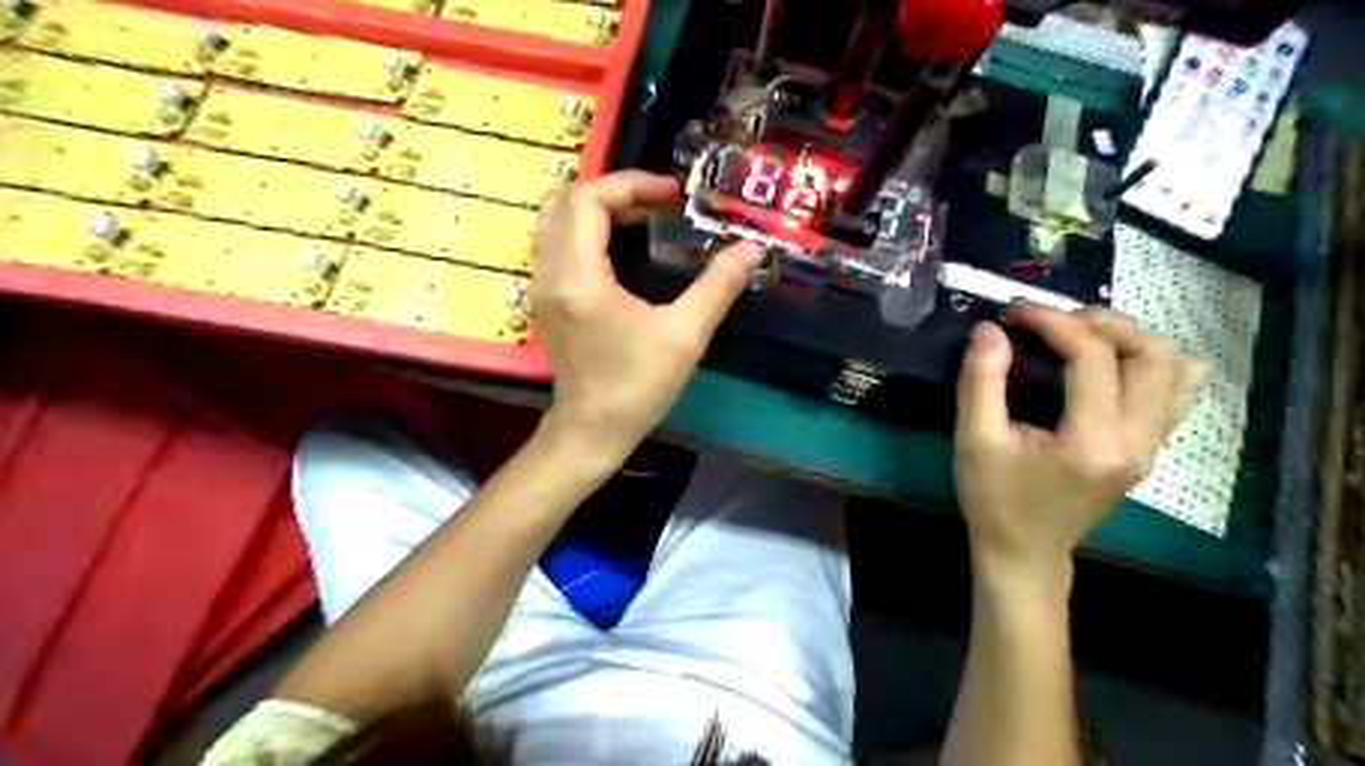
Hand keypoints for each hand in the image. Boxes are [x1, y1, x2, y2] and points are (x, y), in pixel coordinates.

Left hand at [528, 170, 761, 462]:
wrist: (592, 431)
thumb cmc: (637, 387)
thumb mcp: (685, 336)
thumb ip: (718, 286)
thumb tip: (751, 248)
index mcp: (578, 277)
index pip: (588, 199)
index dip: (632, 184)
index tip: (673, 195)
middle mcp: (549, 273)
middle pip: (566, 201)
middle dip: (616, 191)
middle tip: (660, 203)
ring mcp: (541, 286)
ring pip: (555, 219)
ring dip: (597, 207)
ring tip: (643, 217)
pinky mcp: (545, 299)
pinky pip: (555, 242)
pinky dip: (585, 228)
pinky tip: (620, 245)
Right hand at [952, 304, 1203, 584]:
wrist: (1024, 553)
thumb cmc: (994, 500)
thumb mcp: (974, 440)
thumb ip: (982, 381)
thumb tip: (991, 329)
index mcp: (1093, 440)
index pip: (1093, 356)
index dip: (1054, 322)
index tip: (1015, 312)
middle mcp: (1137, 439)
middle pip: (1150, 353)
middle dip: (1099, 323)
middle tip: (1050, 323)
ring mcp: (1150, 445)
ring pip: (1171, 368)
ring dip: (1127, 339)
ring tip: (1078, 337)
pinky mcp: (1148, 448)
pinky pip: (1172, 393)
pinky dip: (1151, 364)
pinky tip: (1115, 362)